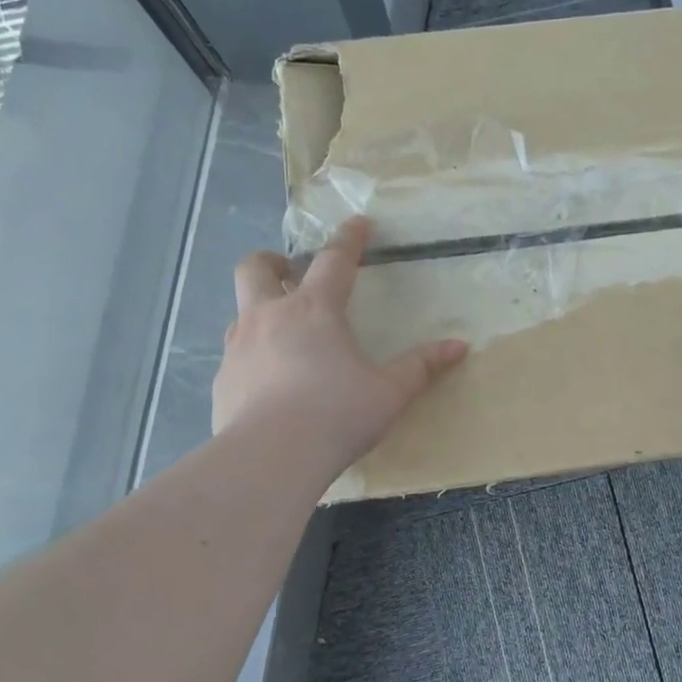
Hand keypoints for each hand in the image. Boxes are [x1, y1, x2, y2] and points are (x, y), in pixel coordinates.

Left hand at [213, 218, 466, 475]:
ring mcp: (238, 347)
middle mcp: (270, 317)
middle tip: (290, 270)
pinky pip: (235, 356)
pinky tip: (269, 385)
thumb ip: (421, 367)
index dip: (349, 238)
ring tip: (283, 335)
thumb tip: (459, 346)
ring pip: (241, 311)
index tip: (358, 223)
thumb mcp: (389, 392)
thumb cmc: (337, 415)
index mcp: (315, 311)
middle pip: (256, 268)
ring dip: (261, 311)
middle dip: (272, 260)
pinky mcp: (222, 381)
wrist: (270, 458)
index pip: (334, 260)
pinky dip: (252, 357)